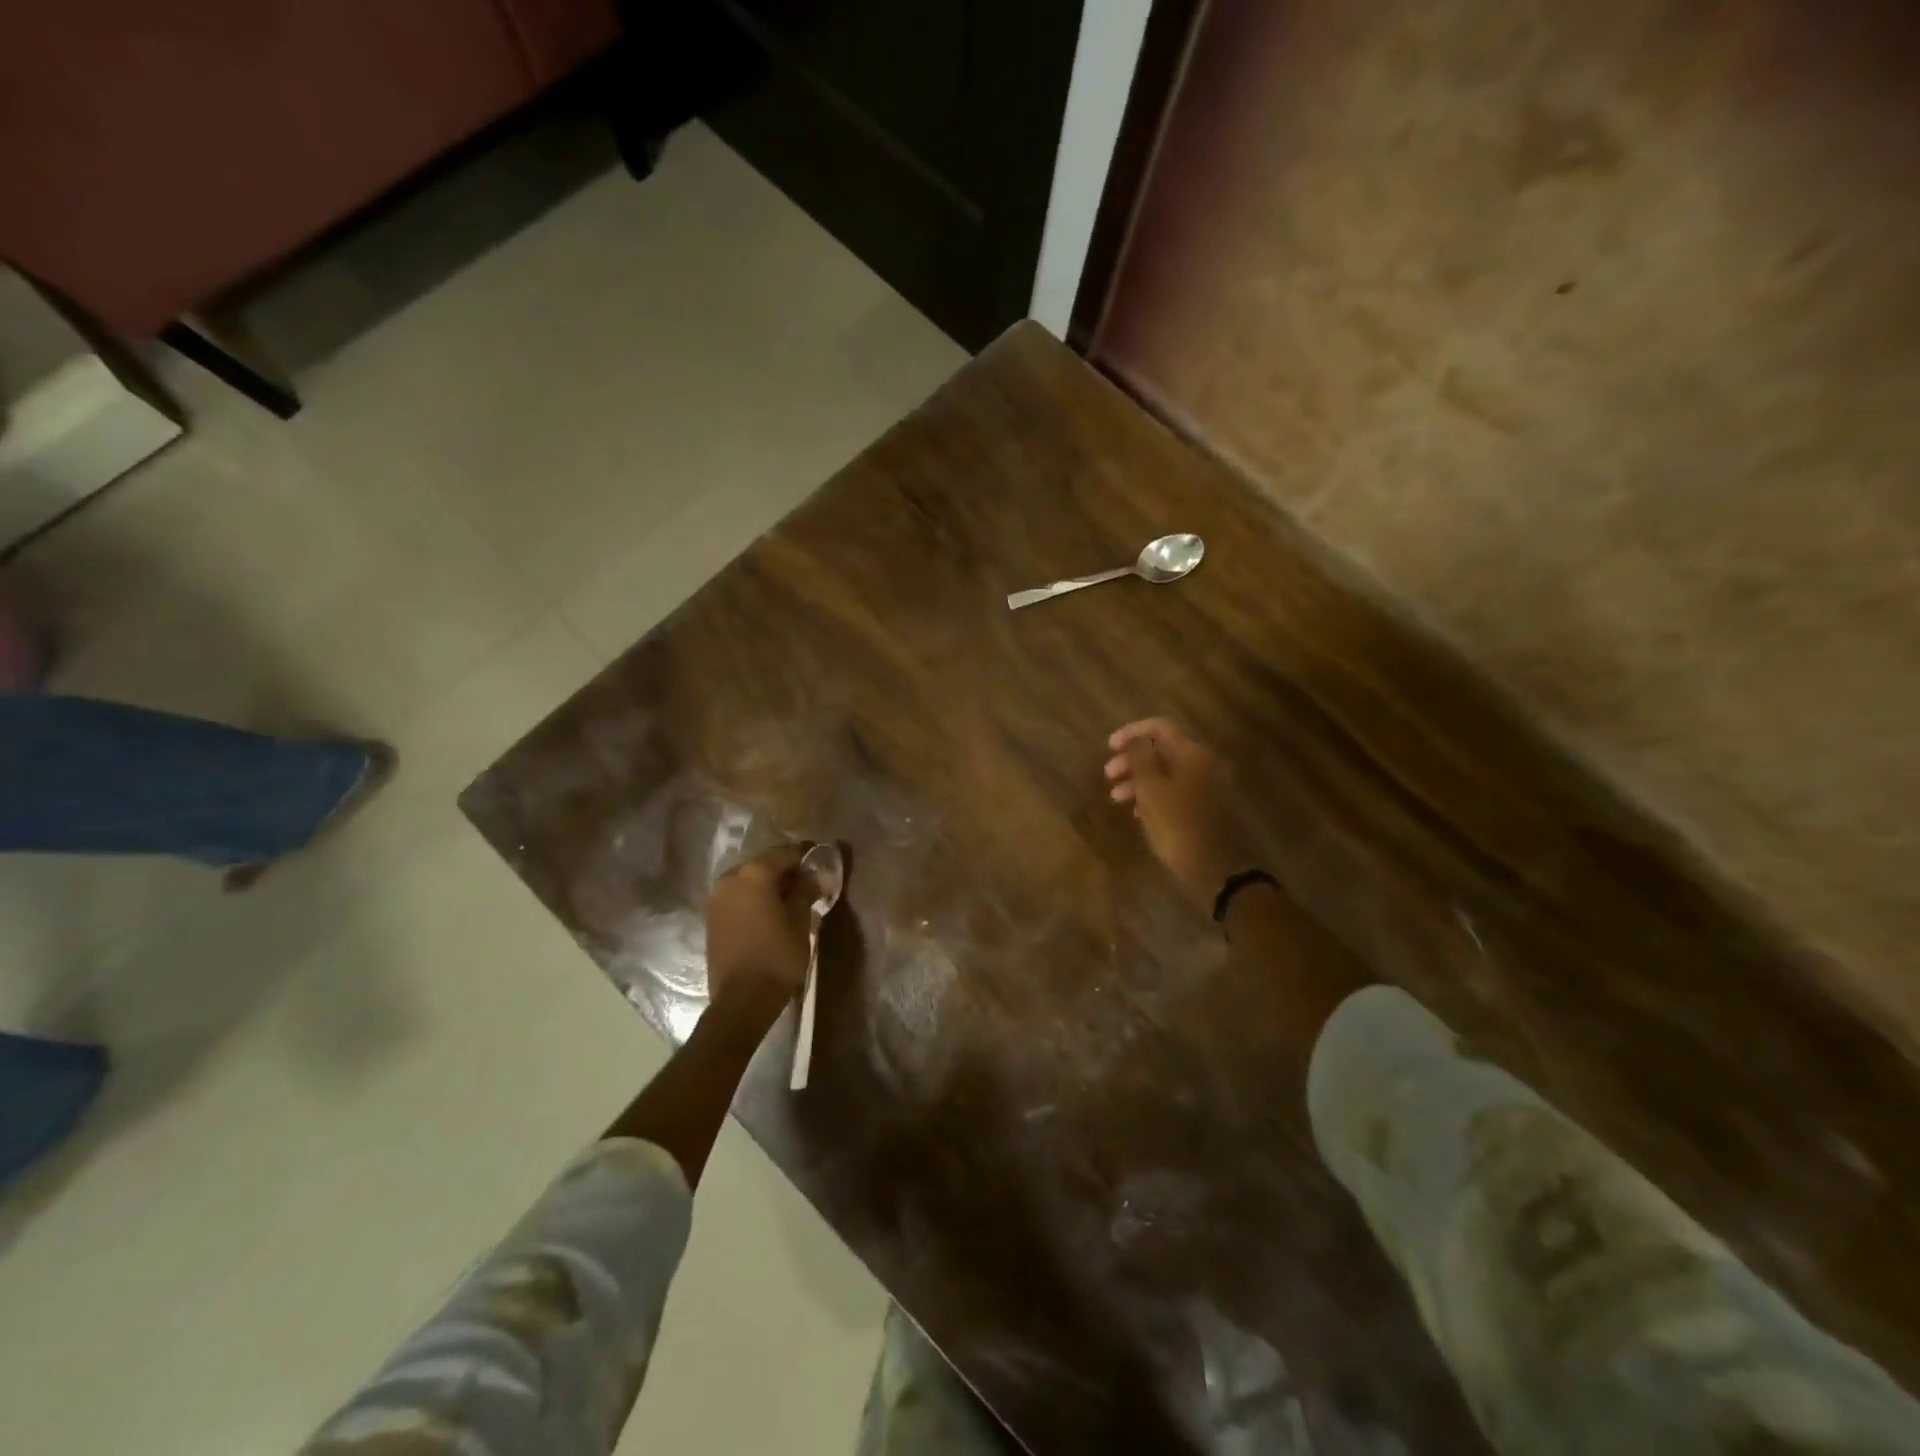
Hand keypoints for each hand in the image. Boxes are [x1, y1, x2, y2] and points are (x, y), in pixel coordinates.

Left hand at [705, 845, 817, 1012]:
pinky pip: (738, 898)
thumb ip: (807, 891)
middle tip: (809, 882)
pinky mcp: (712, 919)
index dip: (806, 856)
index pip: (785, 853)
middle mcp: (730, 879)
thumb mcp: (800, 921)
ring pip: (749, 881)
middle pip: (764, 864)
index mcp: (754, 873)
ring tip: (791, 899)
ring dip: (769, 886)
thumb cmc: (777, 956)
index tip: (822, 862)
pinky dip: (755, 899)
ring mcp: (717, 899)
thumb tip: (817, 875)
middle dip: (786, 871)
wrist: (741, 1000)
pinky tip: (771, 912)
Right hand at [1104, 719, 1248, 910]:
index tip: (1109, 746)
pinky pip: (1175, 789)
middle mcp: (1202, 763)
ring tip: (1115, 797)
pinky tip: (1136, 811)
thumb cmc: (1176, 825)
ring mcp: (1206, 785)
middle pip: (1162, 750)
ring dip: (1139, 780)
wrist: (1214, 867)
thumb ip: (1140, 759)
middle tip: (1108, 775)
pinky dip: (1154, 794)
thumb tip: (1136, 740)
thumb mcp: (1150, 790)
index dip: (1132, 732)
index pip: (1160, 727)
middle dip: (1132, 759)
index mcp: (1192, 753)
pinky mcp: (1205, 806)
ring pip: (1166, 772)